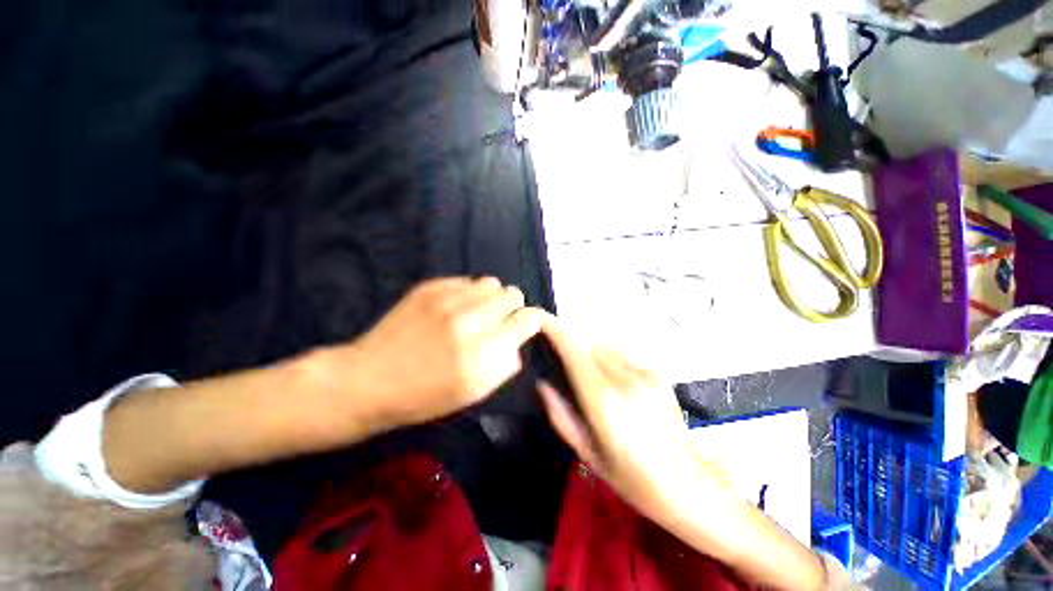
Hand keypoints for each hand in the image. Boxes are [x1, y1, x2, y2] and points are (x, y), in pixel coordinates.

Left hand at [333, 277, 545, 430]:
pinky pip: (466, 280)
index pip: (529, 318)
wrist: (369, 380)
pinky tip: (452, 308)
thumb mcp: (474, 392)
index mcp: (485, 355)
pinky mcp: (430, 288)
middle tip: (496, 321)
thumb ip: (505, 363)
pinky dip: (467, 293)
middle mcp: (471, 322)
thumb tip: (515, 339)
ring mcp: (448, 300)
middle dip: (511, 307)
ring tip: (476, 311)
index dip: (530, 320)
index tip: (522, 326)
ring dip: (490, 297)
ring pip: (492, 282)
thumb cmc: (424, 396)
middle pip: (514, 294)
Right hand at [536, 317, 704, 517]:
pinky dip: (612, 358)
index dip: (556, 331)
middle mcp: (625, 379)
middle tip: (564, 358)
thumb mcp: (587, 453)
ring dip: (592, 350)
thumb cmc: (631, 477)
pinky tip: (617, 382)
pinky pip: (625, 353)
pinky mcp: (658, 373)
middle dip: (572, 343)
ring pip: (607, 345)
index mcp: (603, 400)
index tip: (541, 321)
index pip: (574, 351)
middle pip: (589, 343)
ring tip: (593, 376)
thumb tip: (542, 383)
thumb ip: (560, 415)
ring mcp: (645, 373)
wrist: (687, 484)